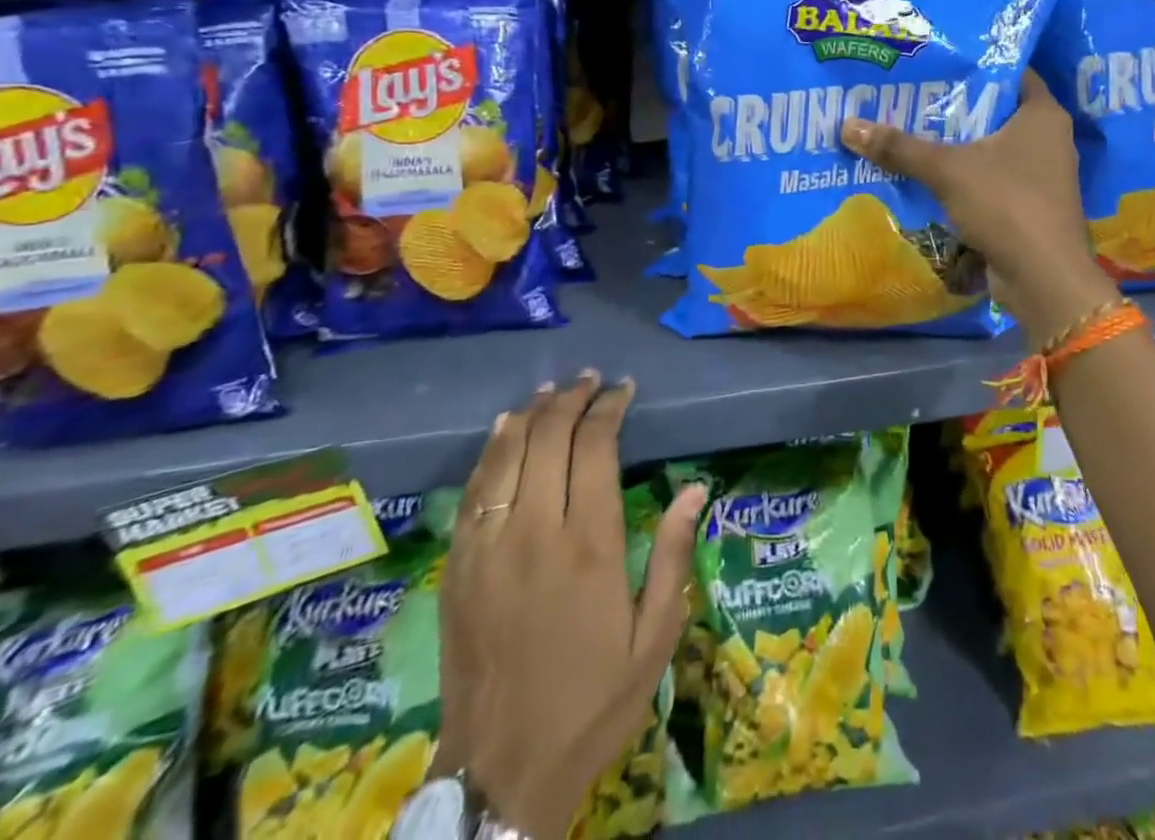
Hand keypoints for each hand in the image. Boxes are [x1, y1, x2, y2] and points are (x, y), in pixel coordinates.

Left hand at [436, 373, 706, 838]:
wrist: (501, 773)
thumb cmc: (592, 703)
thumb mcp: (654, 639)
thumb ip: (672, 556)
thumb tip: (696, 487)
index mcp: (589, 545)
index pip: (595, 447)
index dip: (609, 408)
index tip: (623, 389)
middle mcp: (535, 532)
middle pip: (548, 437)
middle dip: (572, 399)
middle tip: (591, 380)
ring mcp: (489, 547)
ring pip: (507, 454)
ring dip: (532, 414)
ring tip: (553, 391)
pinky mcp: (458, 567)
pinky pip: (473, 490)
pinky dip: (491, 450)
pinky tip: (505, 429)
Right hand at [839, 69, 1115, 340]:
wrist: (1043, 278)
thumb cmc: (1006, 204)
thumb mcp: (947, 169)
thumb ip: (900, 147)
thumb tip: (847, 126)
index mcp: (1043, 114)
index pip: (1011, 73)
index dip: (975, 65)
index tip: (936, 62)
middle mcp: (1049, 139)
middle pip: (996, 112)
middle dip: (956, 108)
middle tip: (912, 96)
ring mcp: (1042, 176)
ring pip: (992, 149)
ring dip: (958, 146)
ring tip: (912, 132)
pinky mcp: (1030, 207)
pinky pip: (992, 180)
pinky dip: (965, 177)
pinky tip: (929, 176)